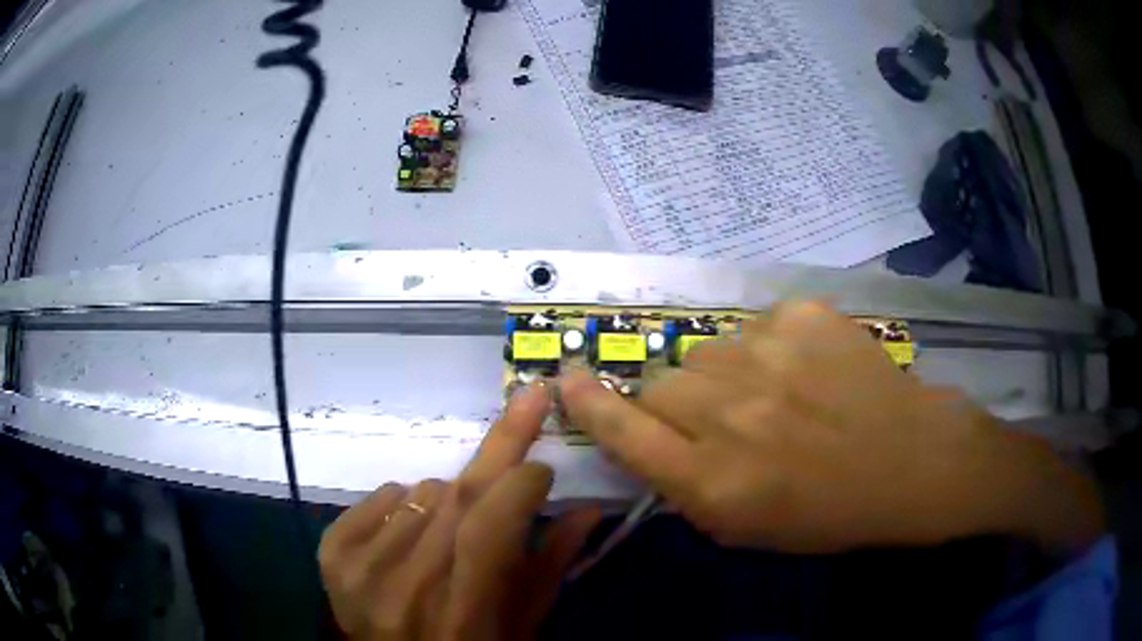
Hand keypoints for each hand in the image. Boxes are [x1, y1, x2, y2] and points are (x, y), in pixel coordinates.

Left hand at [319, 385, 600, 639]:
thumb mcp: (520, 628)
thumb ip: (550, 568)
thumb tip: (588, 509)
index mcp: (462, 613)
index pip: (491, 524)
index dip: (521, 484)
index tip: (542, 468)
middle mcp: (405, 586)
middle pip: (456, 495)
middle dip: (499, 450)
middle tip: (527, 404)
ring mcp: (361, 568)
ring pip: (422, 493)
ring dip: (451, 498)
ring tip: (453, 531)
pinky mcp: (332, 555)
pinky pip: (380, 497)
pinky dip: (403, 502)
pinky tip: (411, 530)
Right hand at [560, 301, 1102, 553]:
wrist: (911, 461)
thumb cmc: (829, 513)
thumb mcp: (744, 527)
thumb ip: (683, 483)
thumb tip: (641, 433)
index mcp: (716, 480)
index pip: (626, 430)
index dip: (590, 404)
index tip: (567, 379)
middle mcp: (733, 413)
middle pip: (664, 382)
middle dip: (679, 402)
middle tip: (723, 418)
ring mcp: (771, 355)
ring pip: (708, 350)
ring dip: (726, 374)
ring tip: (774, 394)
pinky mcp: (805, 315)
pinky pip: (758, 326)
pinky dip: (771, 348)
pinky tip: (808, 369)